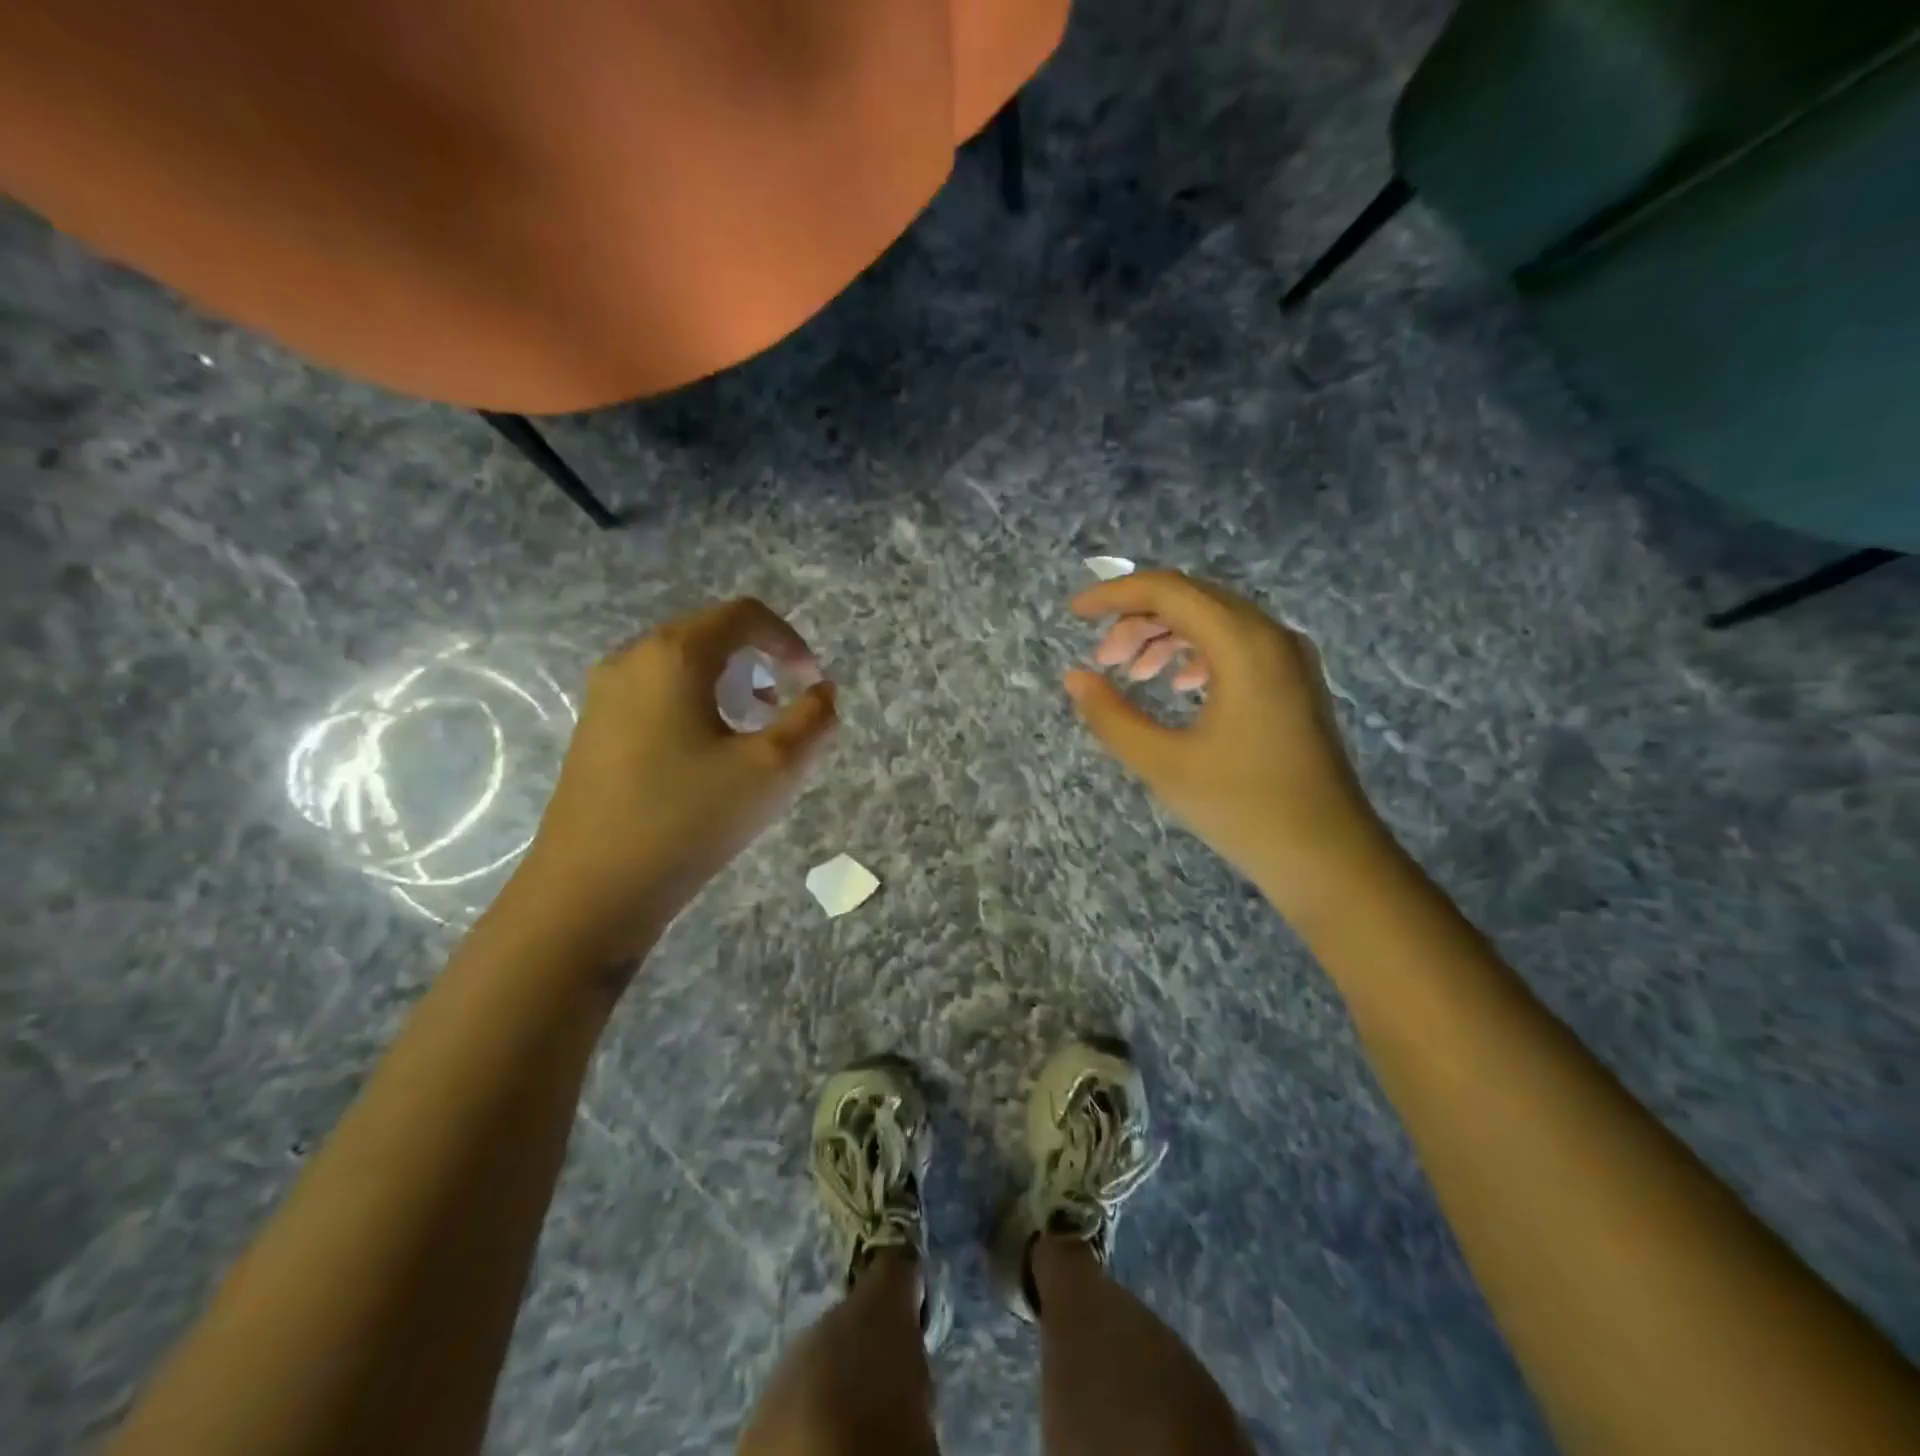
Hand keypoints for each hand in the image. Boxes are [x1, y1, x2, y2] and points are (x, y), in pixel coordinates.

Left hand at [512, 598, 836, 965]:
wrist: (591, 890)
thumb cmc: (689, 819)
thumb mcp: (773, 768)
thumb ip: (813, 720)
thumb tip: (822, 693)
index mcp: (674, 655)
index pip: (744, 615)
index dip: (790, 641)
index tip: (813, 684)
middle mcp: (631, 659)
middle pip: (711, 635)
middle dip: (760, 664)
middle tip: (785, 710)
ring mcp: (604, 695)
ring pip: (683, 667)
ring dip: (729, 686)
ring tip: (752, 733)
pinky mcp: (594, 729)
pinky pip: (657, 695)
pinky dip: (696, 706)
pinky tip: (707, 757)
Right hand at [1064, 570, 1393, 916]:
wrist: (1328, 857)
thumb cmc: (1244, 808)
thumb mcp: (1164, 764)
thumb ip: (1111, 716)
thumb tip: (1076, 678)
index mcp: (1244, 646)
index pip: (1169, 592)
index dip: (1115, 594)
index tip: (1075, 613)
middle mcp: (1272, 637)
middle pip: (1194, 599)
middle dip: (1139, 619)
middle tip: (1104, 658)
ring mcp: (1289, 659)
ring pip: (1216, 621)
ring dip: (1167, 636)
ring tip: (1133, 673)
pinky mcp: (1294, 683)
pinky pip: (1238, 646)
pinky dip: (1198, 653)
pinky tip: (1179, 686)